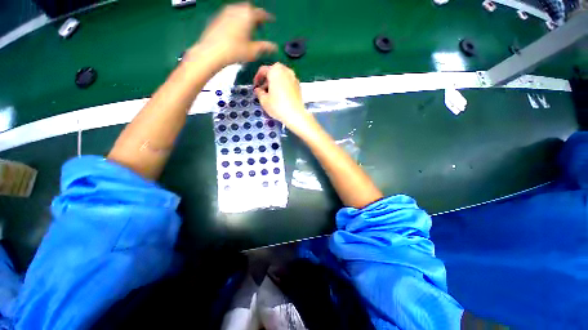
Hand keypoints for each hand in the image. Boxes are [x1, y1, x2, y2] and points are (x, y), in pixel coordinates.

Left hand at [195, 3, 276, 66]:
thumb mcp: (253, 51)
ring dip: (245, 18)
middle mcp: (237, 9)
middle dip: (255, 16)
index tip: (271, 20)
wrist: (211, 52)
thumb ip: (265, 47)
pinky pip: (230, 15)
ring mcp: (225, 12)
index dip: (268, 17)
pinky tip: (236, 31)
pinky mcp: (217, 17)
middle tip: (259, 26)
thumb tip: (275, 47)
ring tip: (247, 29)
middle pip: (249, 9)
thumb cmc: (235, 51)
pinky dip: (236, 20)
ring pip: (239, 11)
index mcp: (248, 15)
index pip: (261, 13)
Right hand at [254, 63, 317, 137]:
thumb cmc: (278, 106)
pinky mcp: (299, 85)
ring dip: (275, 83)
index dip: (257, 78)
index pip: (263, 70)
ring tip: (272, 94)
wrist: (295, 115)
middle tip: (263, 90)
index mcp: (275, 71)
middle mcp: (286, 71)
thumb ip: (259, 92)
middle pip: (273, 72)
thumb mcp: (264, 100)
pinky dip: (283, 86)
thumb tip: (258, 90)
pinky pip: (288, 82)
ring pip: (281, 77)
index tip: (255, 86)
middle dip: (267, 80)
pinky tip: (281, 96)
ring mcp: (294, 77)